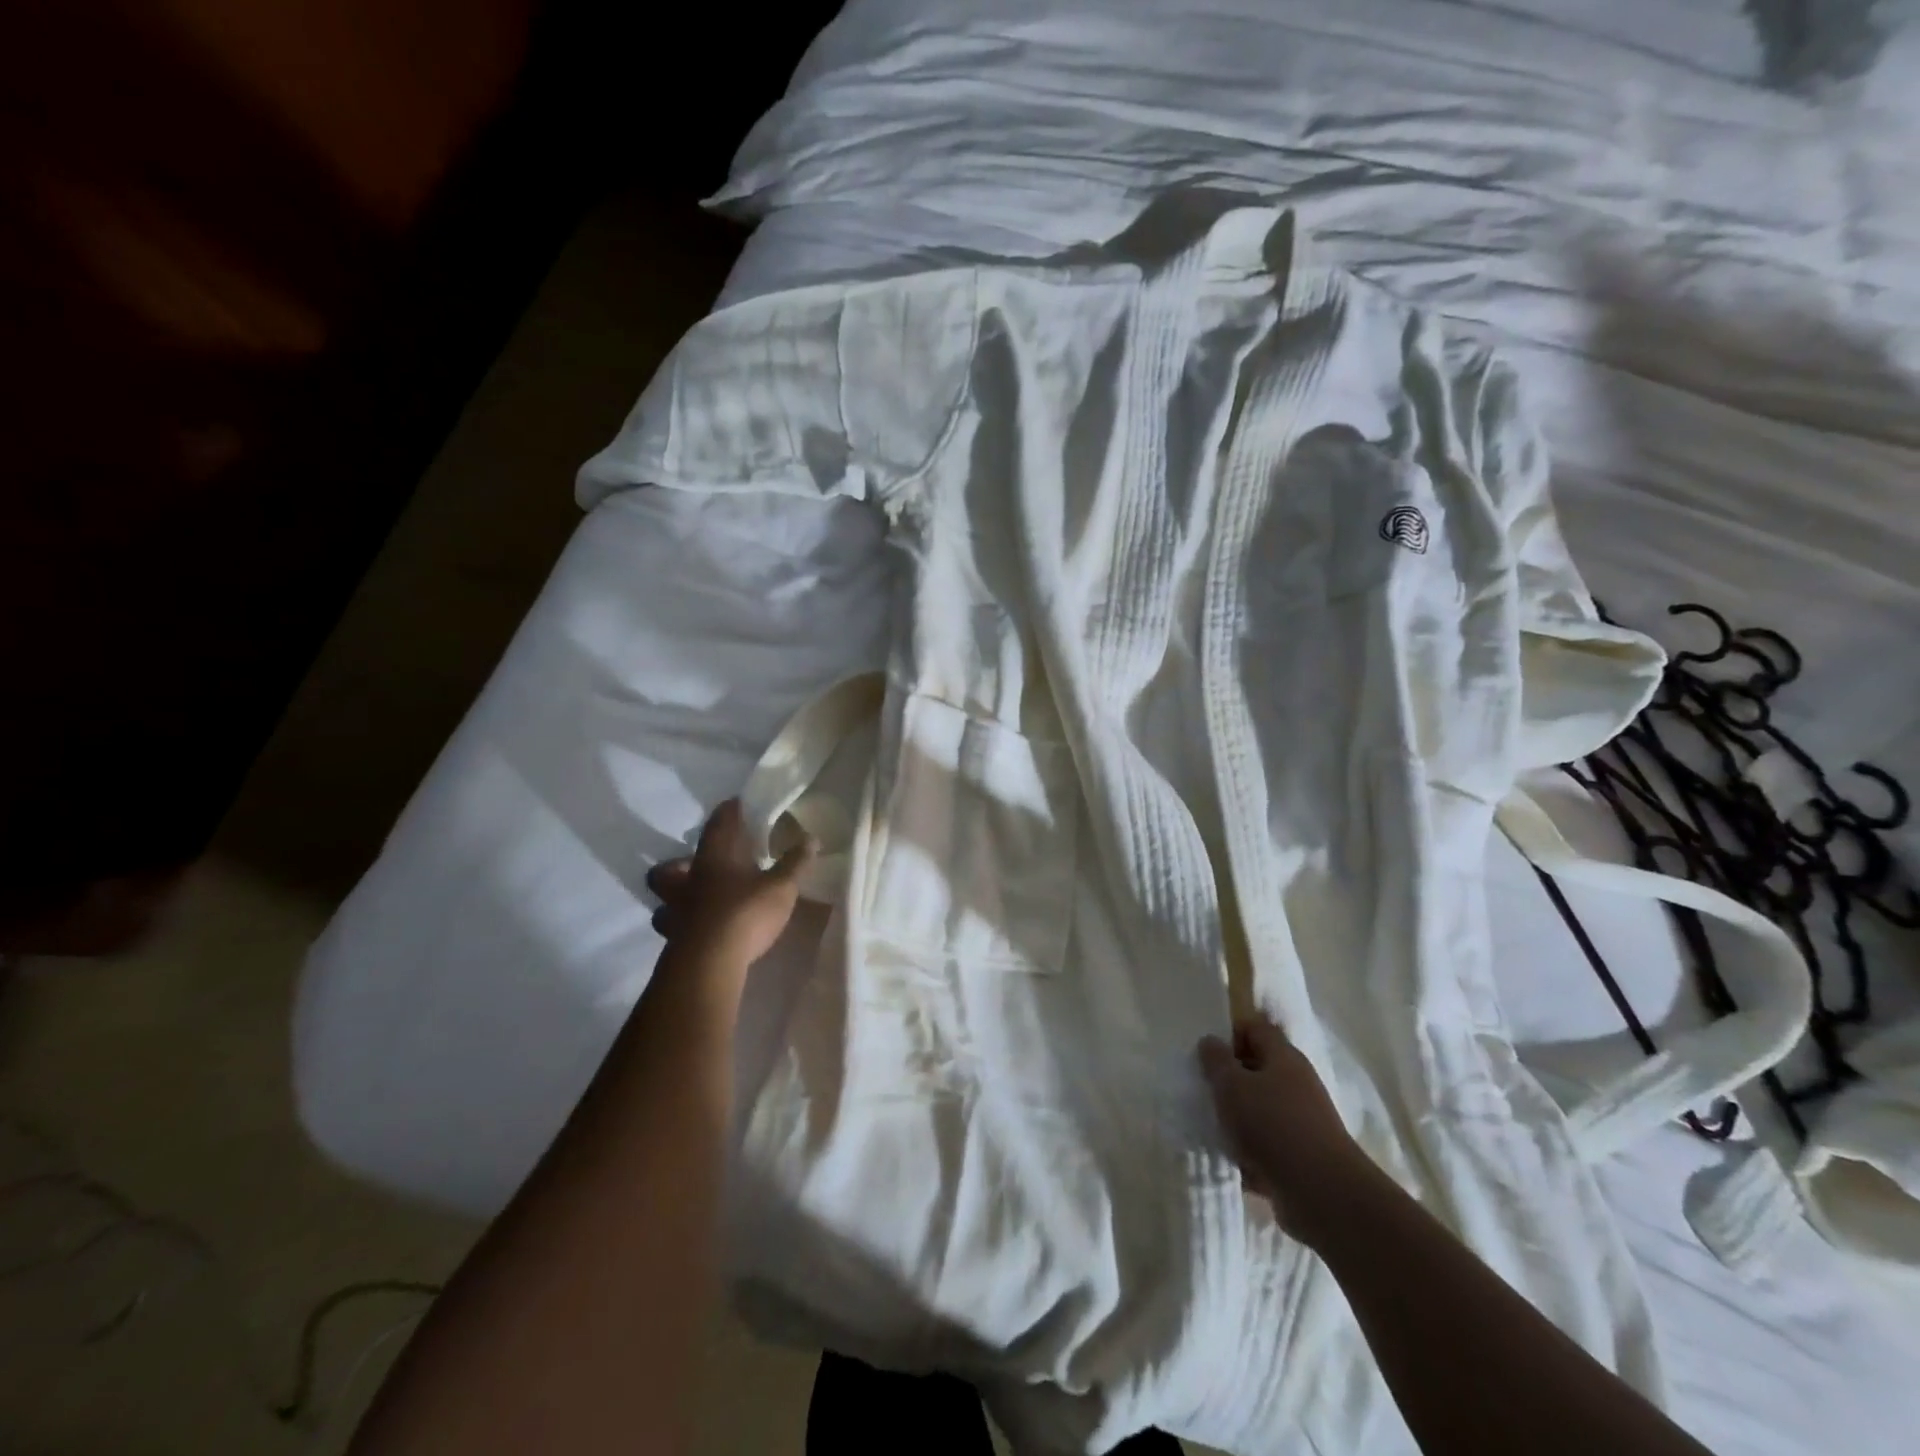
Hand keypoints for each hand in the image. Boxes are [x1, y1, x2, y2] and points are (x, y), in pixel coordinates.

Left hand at [645, 800, 812, 969]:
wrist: (709, 963)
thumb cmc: (745, 913)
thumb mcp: (781, 887)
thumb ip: (795, 863)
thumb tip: (811, 838)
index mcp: (713, 859)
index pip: (717, 825)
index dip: (727, 812)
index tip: (737, 805)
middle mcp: (688, 882)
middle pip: (667, 869)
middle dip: (678, 866)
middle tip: (697, 867)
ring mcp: (676, 913)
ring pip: (664, 901)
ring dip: (675, 899)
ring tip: (696, 903)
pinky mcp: (676, 942)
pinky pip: (674, 929)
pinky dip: (684, 927)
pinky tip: (701, 932)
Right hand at [1198, 1015, 1370, 1242]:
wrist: (1322, 1194)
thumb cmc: (1272, 1125)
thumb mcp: (1232, 1085)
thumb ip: (1216, 1060)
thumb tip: (1210, 1041)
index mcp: (1283, 1057)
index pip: (1256, 1028)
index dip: (1230, 1034)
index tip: (1206, 1053)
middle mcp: (1297, 1083)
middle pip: (1257, 1069)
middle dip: (1229, 1079)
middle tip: (1203, 1089)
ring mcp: (1302, 1121)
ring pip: (1260, 1108)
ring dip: (1237, 1117)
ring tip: (1211, 1126)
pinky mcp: (1302, 1155)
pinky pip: (1268, 1144)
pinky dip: (1249, 1150)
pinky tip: (1230, 1159)